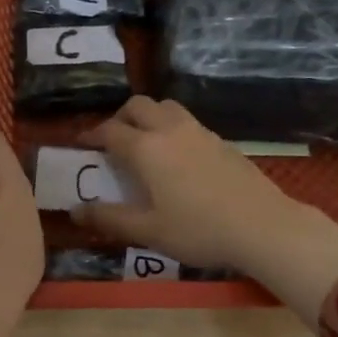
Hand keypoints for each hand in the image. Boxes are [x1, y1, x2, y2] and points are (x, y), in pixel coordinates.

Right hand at [71, 97, 337, 325]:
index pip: (110, 131)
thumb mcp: (148, 231)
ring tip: (145, 143)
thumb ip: (109, 218)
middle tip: (113, 140)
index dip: (92, 135)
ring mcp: (200, 132)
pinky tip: (179, 157)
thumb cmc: (198, 230)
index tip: (83, 145)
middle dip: (120, 117)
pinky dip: (173, 129)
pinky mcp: (222, 141)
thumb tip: (75, 210)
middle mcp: (170, 130)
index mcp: (146, 148)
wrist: (262, 225)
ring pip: (167, 108)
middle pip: (139, 106)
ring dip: (149, 117)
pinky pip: (188, 122)